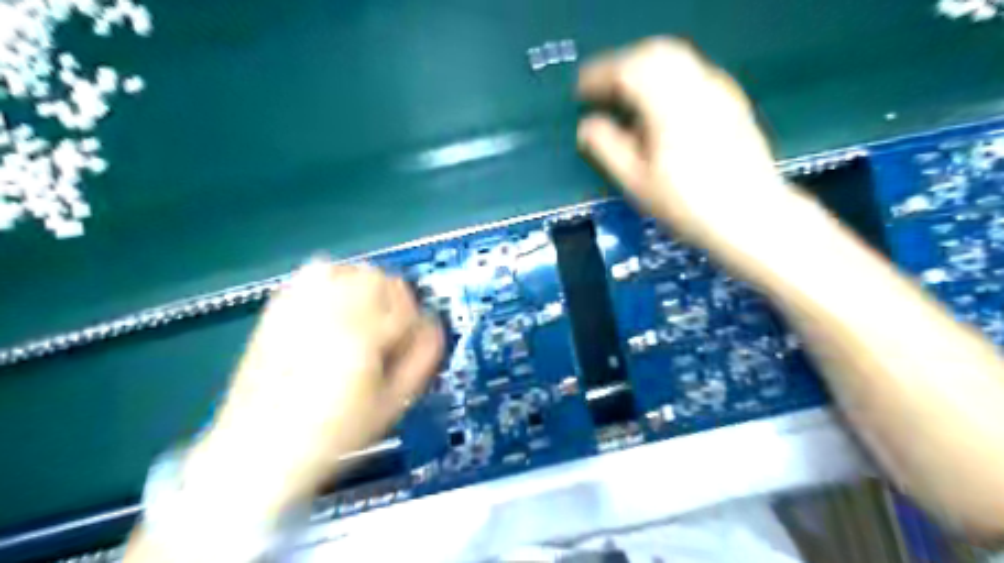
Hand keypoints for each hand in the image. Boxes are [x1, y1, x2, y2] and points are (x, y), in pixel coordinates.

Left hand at [184, 262, 441, 515]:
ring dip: (366, 284)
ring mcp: (301, 309)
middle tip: (392, 324)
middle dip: (395, 297)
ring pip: (349, 268)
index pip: (406, 306)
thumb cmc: (332, 434)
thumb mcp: (391, 405)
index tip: (412, 337)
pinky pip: (313, 273)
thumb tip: (433, 327)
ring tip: (365, 310)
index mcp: (363, 338)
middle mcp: (332, 314)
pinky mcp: (279, 310)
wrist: (259, 449)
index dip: (417, 320)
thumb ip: (422, 359)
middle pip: (379, 278)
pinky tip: (335, 303)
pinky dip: (333, 279)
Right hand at [576, 36, 796, 249]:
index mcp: (668, 106)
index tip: (581, 92)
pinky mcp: (731, 100)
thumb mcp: (637, 182)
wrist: (750, 215)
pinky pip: (692, 71)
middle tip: (600, 89)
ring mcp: (718, 90)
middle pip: (653, 54)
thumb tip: (587, 127)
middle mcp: (696, 87)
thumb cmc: (688, 205)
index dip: (599, 76)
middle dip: (621, 66)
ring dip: (644, 67)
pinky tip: (659, 104)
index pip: (628, 71)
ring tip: (625, 94)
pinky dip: (666, 76)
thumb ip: (608, 148)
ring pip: (675, 57)